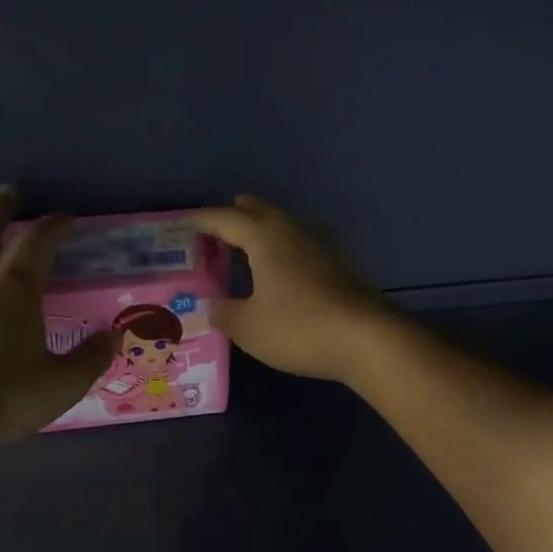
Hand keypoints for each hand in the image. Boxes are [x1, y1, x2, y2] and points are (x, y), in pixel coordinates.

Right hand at [192, 195, 393, 382]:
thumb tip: (215, 306)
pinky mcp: (343, 266)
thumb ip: (226, 313)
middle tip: (220, 225)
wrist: (367, 339)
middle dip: (238, 215)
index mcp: (265, 237)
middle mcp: (294, 230)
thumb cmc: (298, 327)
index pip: (225, 219)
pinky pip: (304, 247)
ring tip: (250, 245)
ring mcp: (324, 246)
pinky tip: (286, 270)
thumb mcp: (249, 327)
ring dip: (266, 231)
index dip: (203, 221)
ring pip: (287, 227)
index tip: (185, 224)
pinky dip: (287, 252)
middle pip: (261, 212)